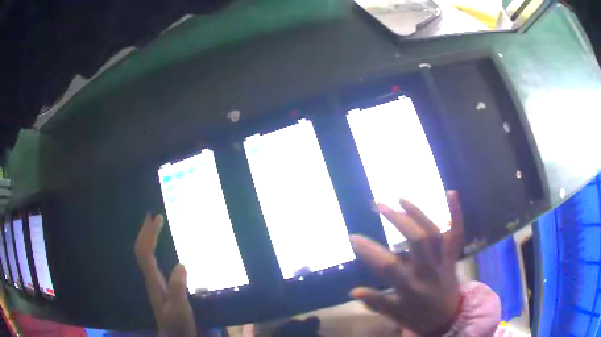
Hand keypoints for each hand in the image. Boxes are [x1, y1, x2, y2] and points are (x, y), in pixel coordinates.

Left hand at [134, 213, 197, 336]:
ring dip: (146, 238)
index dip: (150, 234)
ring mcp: (153, 282)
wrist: (174, 336)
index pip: (146, 252)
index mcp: (154, 281)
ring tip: (153, 226)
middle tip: (152, 214)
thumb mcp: (180, 309)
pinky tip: (158, 248)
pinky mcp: (158, 285)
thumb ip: (178, 288)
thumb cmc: (177, 325)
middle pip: (141, 250)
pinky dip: (152, 248)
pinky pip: (150, 261)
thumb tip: (180, 264)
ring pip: (143, 255)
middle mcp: (150, 278)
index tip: (158, 218)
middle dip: (145, 231)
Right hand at [350, 191, 463, 335]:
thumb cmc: (419, 317)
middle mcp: (428, 270)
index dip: (369, 250)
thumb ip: (376, 302)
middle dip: (397, 220)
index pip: (388, 266)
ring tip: (401, 198)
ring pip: (435, 233)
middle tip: (378, 204)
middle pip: (417, 240)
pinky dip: (456, 213)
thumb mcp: (395, 315)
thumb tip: (353, 291)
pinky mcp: (452, 256)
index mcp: (411, 287)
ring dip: (418, 213)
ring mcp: (443, 261)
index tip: (353, 236)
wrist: (449, 318)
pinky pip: (457, 233)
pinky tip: (451, 192)